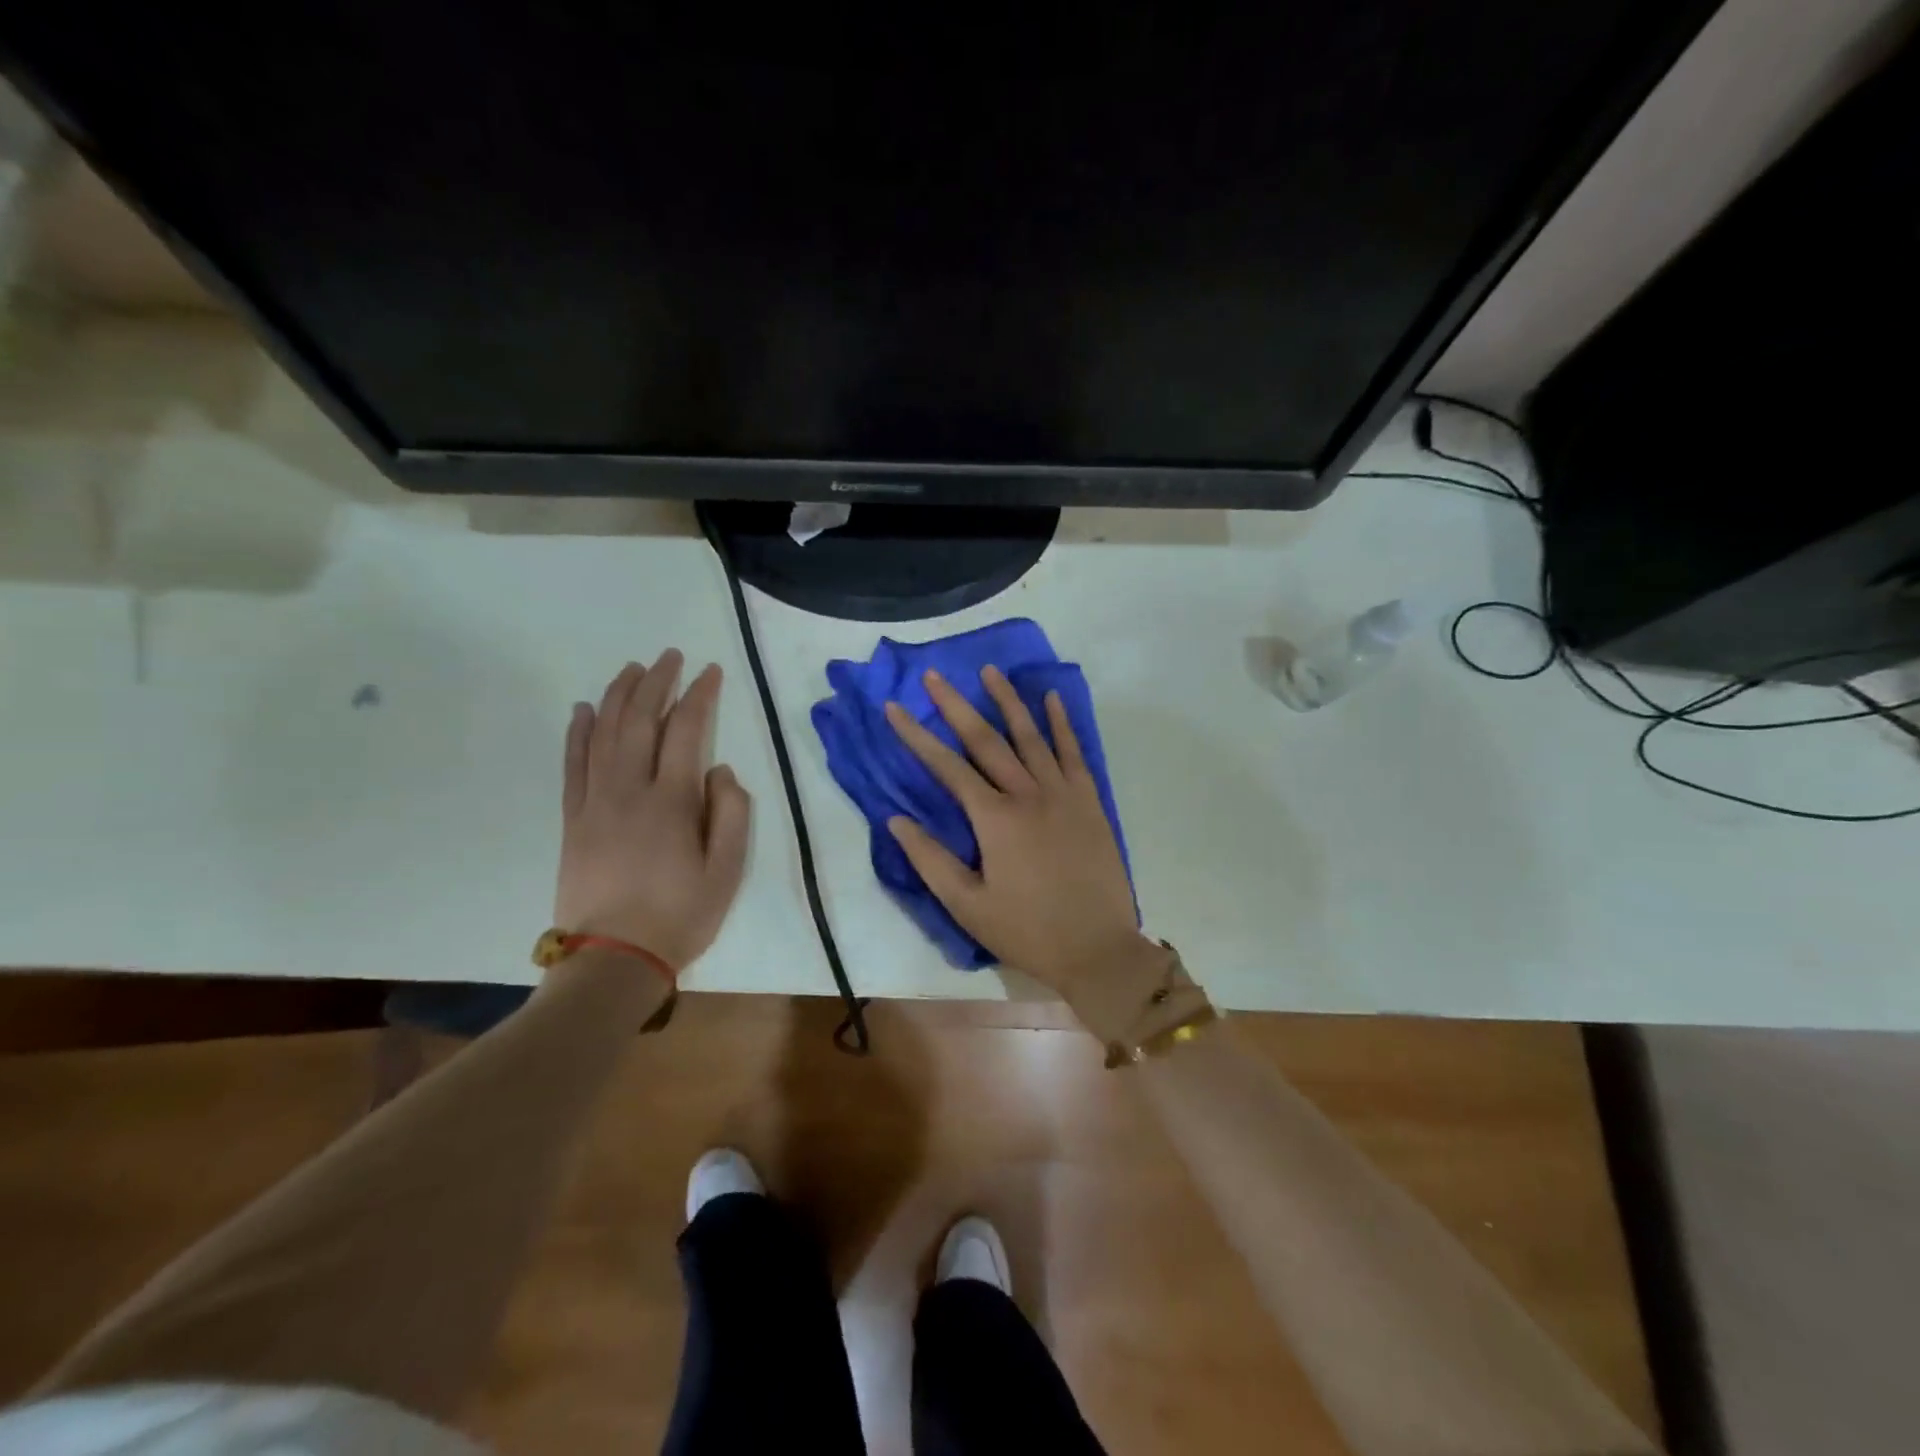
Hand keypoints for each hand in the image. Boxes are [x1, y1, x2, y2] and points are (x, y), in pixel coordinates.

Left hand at [554, 650, 751, 971]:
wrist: (612, 959)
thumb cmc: (680, 916)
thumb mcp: (727, 871)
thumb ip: (732, 814)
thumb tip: (721, 770)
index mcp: (672, 801)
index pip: (687, 731)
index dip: (700, 696)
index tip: (711, 672)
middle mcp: (630, 790)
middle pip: (640, 721)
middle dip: (656, 682)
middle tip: (669, 656)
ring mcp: (595, 802)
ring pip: (603, 734)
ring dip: (617, 696)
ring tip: (631, 669)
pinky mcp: (573, 819)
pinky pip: (572, 764)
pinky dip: (577, 732)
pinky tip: (582, 710)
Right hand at [884, 665, 1158, 1018]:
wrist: (1098, 948)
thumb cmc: (1027, 931)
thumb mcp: (968, 906)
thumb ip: (930, 860)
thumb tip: (897, 820)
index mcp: (995, 819)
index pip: (947, 767)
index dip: (918, 735)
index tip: (895, 708)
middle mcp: (1028, 794)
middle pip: (987, 740)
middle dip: (957, 705)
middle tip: (936, 675)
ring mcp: (1063, 794)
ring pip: (1031, 736)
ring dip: (1008, 701)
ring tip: (990, 671)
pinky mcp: (1090, 801)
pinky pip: (1074, 753)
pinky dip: (1062, 724)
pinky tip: (1052, 699)